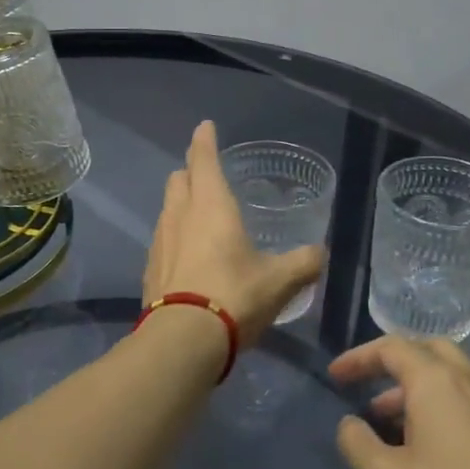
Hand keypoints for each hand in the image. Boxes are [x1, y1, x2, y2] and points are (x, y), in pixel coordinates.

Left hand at [142, 121, 325, 340]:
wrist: (182, 340)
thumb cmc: (235, 297)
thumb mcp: (280, 281)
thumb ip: (303, 263)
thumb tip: (319, 254)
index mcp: (211, 206)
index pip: (203, 159)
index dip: (204, 141)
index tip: (205, 127)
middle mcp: (179, 216)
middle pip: (178, 180)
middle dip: (191, 171)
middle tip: (207, 175)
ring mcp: (159, 242)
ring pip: (167, 209)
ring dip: (181, 204)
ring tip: (201, 217)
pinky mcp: (149, 270)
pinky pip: (162, 240)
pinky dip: (175, 238)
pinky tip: (188, 257)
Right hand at [331, 336, 469, 468]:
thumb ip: (356, 443)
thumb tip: (351, 424)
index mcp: (437, 383)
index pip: (392, 348)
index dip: (358, 358)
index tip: (334, 378)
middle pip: (428, 350)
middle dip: (392, 362)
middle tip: (365, 384)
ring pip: (451, 377)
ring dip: (415, 387)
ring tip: (386, 423)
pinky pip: (467, 401)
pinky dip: (439, 406)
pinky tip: (424, 448)